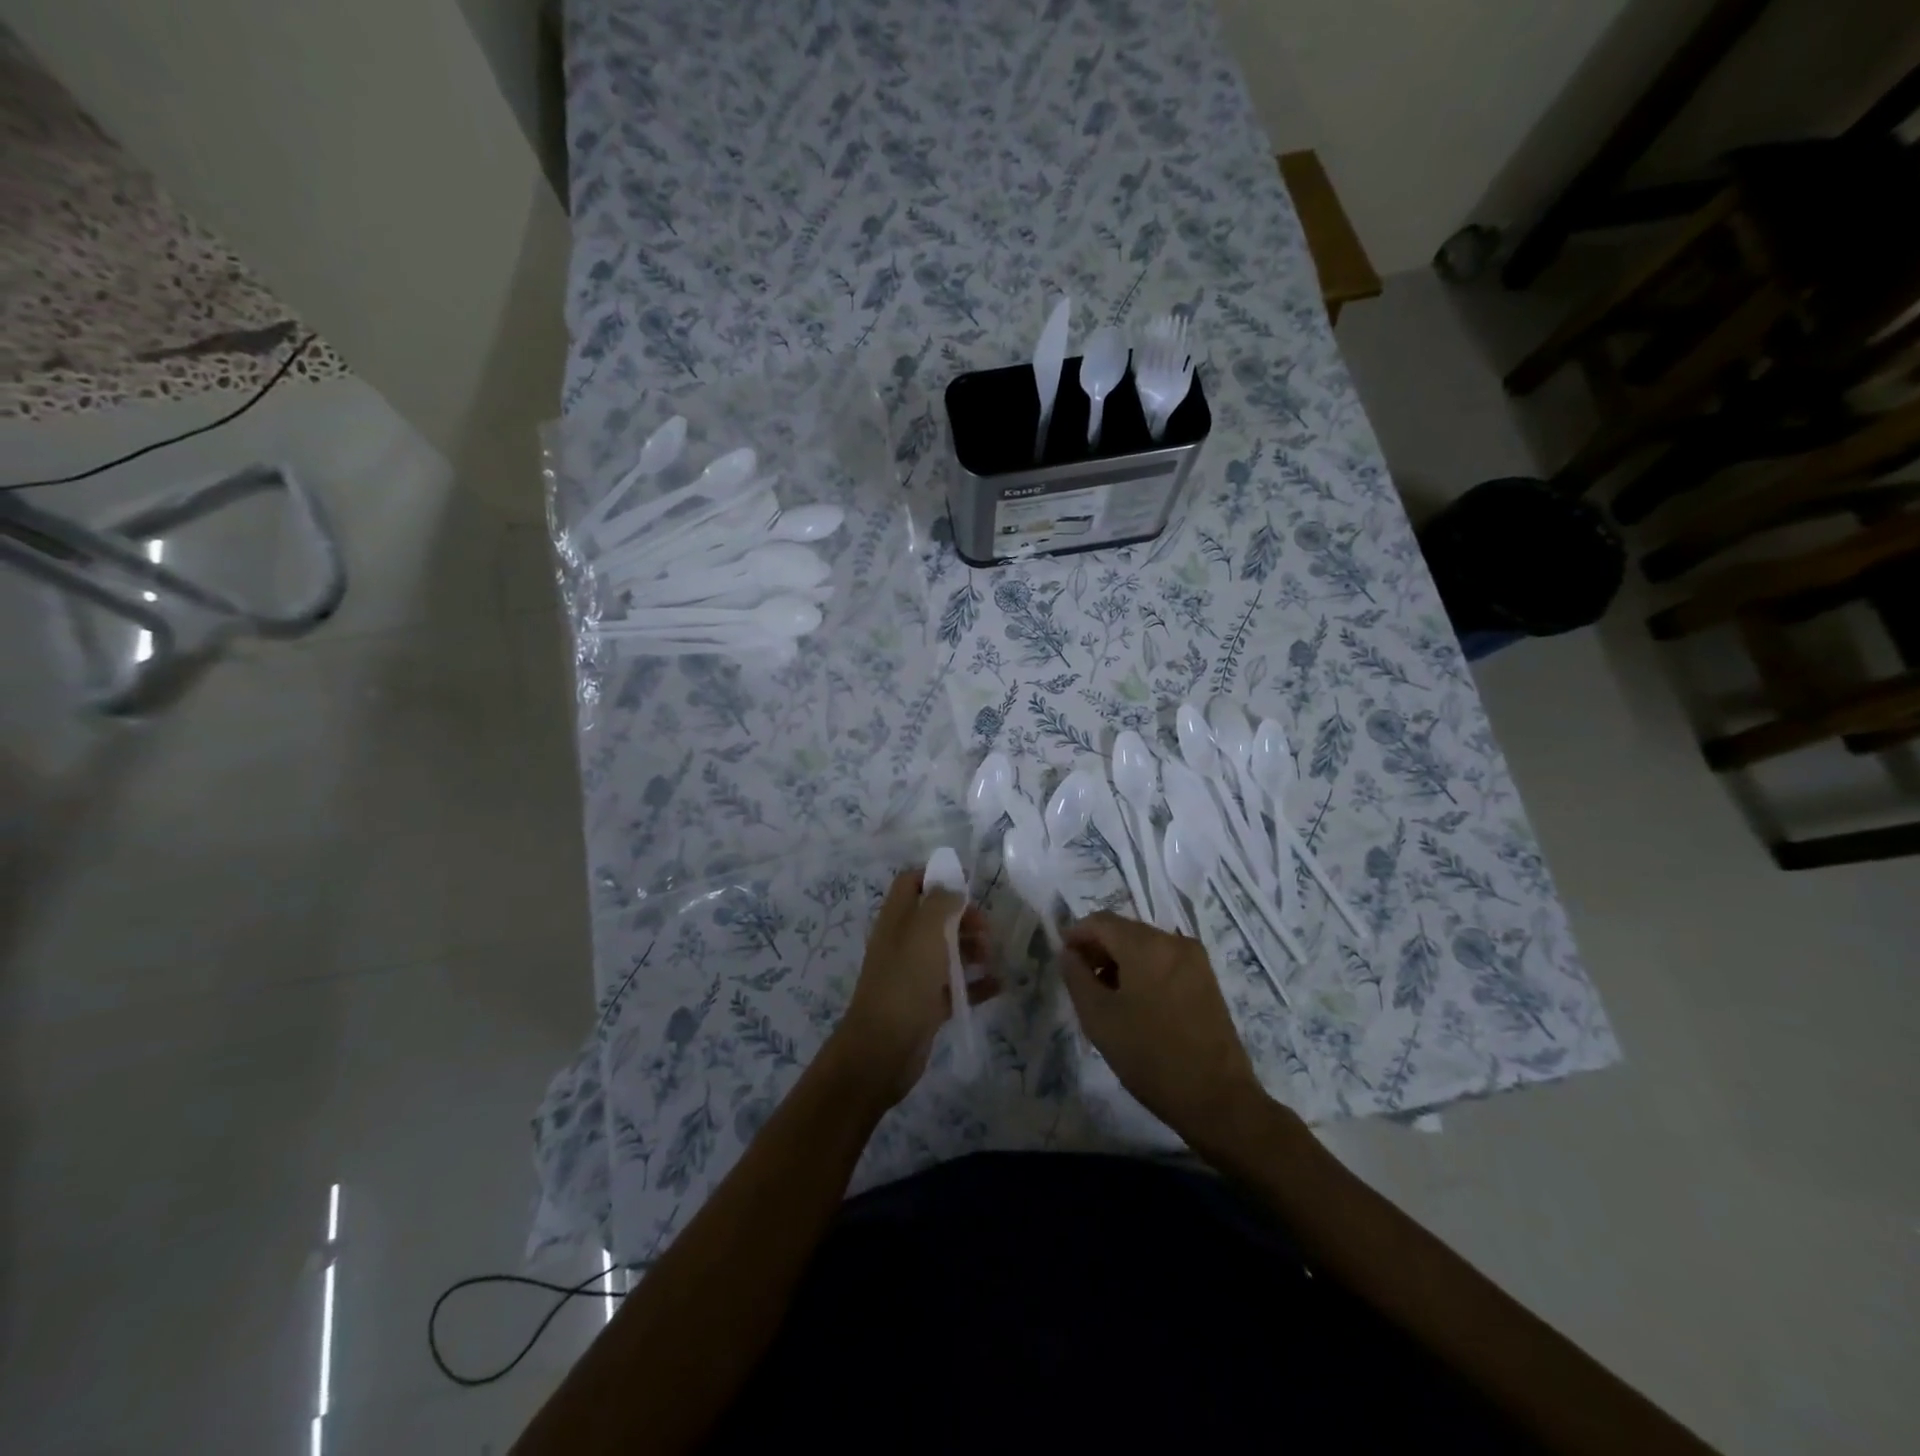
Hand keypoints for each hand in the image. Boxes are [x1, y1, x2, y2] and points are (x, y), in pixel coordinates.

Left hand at [828, 869, 998, 1109]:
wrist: (883, 1049)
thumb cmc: (904, 981)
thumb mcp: (924, 932)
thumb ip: (940, 903)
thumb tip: (952, 887)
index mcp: (896, 919)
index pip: (910, 884)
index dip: (935, 877)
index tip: (967, 884)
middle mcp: (903, 943)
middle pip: (935, 917)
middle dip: (963, 917)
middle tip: (987, 929)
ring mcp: (914, 974)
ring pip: (946, 951)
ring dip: (972, 949)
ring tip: (992, 957)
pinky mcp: (926, 1004)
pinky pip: (954, 987)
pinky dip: (976, 984)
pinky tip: (998, 985)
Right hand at [1059, 912, 1266, 1148]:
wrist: (1218, 1099)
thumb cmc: (1150, 1057)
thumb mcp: (1099, 1018)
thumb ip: (1076, 977)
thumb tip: (1068, 952)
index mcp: (1147, 945)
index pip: (1101, 921)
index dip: (1076, 935)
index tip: (1063, 959)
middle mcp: (1173, 941)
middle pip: (1125, 930)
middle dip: (1099, 949)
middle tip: (1081, 981)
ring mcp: (1195, 959)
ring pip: (1145, 946)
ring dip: (1121, 961)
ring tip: (1106, 996)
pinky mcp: (1206, 979)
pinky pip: (1165, 961)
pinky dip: (1144, 970)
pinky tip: (1135, 1003)